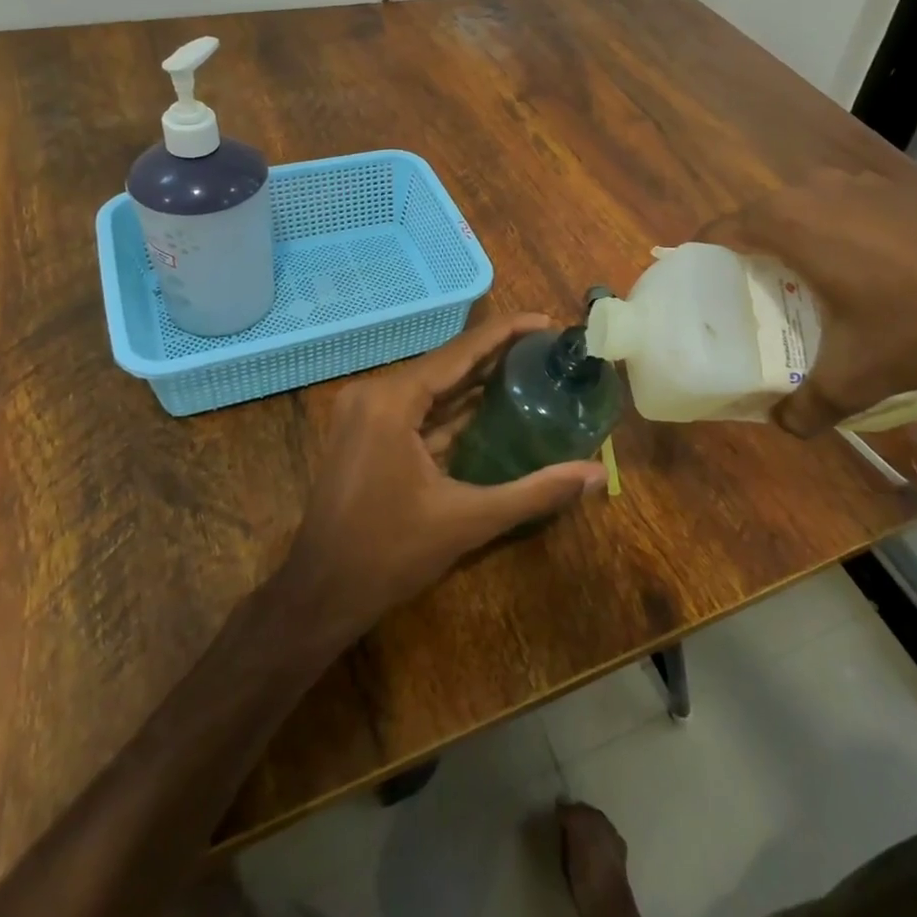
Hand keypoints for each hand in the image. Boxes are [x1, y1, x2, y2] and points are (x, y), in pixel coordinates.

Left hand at [280, 313, 607, 634]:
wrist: (320, 594)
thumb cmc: (389, 554)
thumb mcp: (468, 520)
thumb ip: (534, 492)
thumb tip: (596, 474)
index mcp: (392, 400)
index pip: (460, 352)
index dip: (506, 333)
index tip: (547, 322)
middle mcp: (374, 393)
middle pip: (447, 363)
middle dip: (497, 353)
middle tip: (548, 346)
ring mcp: (365, 413)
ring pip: (432, 386)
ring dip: (476, 379)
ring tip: (530, 366)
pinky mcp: (366, 432)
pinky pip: (418, 408)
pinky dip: (453, 407)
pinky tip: (492, 404)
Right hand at [702, 166, 916, 436]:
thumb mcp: (858, 376)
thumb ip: (808, 407)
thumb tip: (783, 425)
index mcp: (788, 223)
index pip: (718, 230)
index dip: (700, 258)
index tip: (699, 289)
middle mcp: (813, 191)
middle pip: (757, 219)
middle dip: (747, 256)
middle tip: (751, 301)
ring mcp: (858, 183)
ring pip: (801, 210)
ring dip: (791, 242)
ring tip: (801, 287)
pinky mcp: (895, 188)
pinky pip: (841, 208)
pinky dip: (833, 233)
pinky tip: (860, 270)